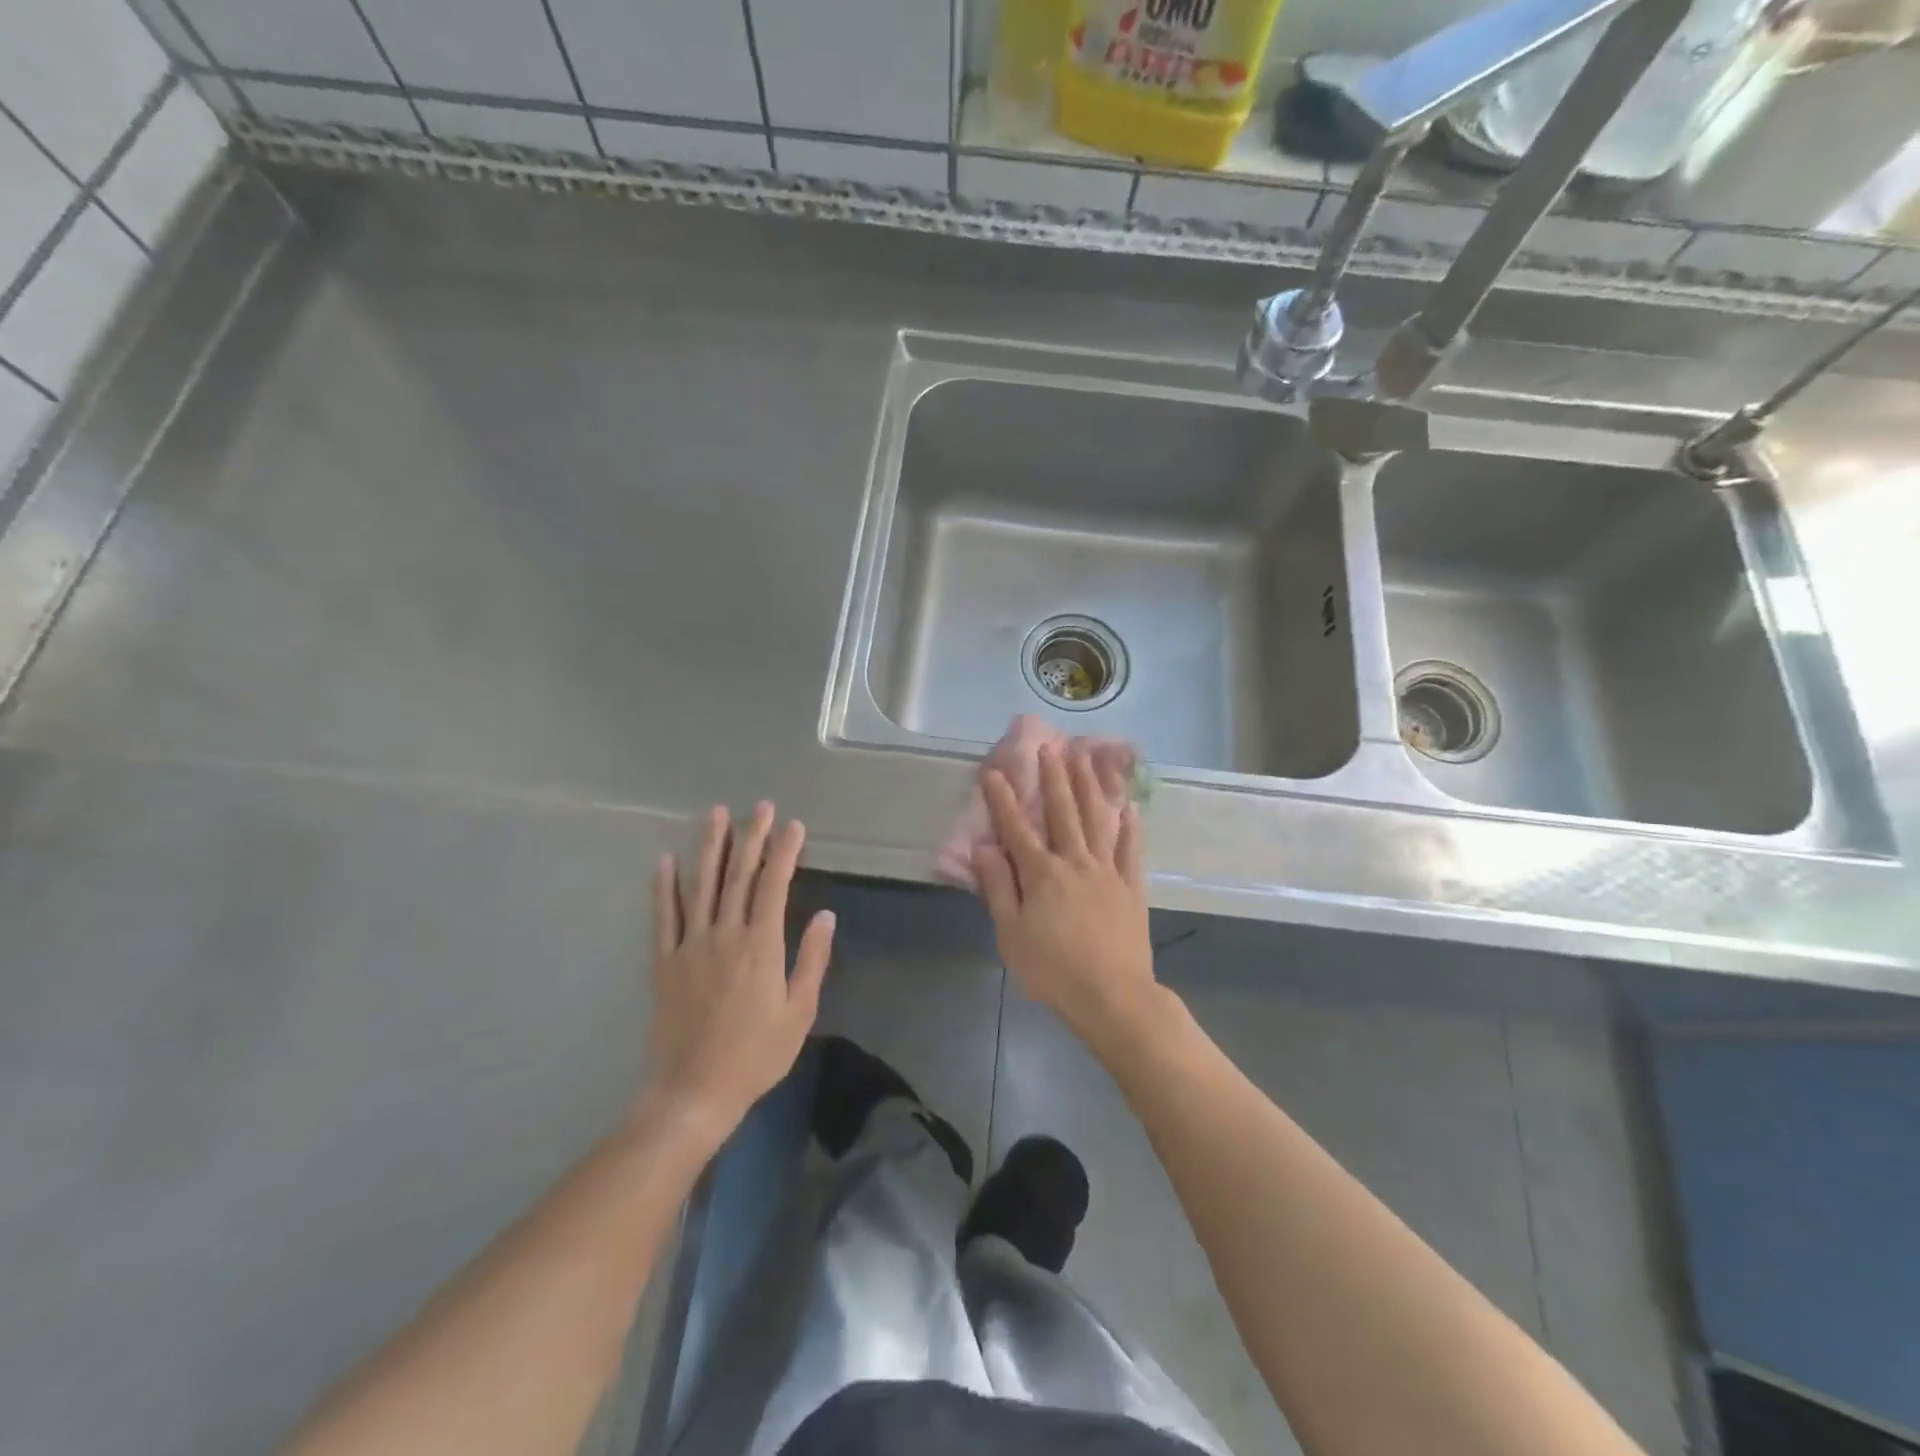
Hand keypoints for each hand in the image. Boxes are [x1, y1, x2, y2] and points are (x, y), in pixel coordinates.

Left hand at [643, 802, 835, 1138]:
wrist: (694, 1091)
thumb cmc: (756, 1055)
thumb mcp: (799, 1011)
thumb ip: (812, 959)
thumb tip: (826, 915)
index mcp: (761, 945)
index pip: (774, 885)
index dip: (785, 851)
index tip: (793, 825)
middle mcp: (725, 935)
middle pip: (738, 875)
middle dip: (751, 837)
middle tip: (759, 807)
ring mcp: (690, 945)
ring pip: (700, 885)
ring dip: (709, 847)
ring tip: (715, 814)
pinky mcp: (664, 961)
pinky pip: (663, 916)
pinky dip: (663, 886)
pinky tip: (665, 861)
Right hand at [972, 742, 1159, 1052]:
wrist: (1113, 996)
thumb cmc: (1053, 970)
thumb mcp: (1012, 934)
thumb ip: (998, 887)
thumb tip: (983, 847)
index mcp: (1043, 874)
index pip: (1017, 829)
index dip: (1003, 800)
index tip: (994, 771)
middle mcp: (1075, 862)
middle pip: (1063, 812)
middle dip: (1054, 778)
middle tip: (1050, 746)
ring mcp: (1108, 872)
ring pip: (1098, 820)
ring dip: (1091, 787)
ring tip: (1087, 758)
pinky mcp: (1132, 887)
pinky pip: (1130, 849)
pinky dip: (1130, 826)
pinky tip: (1129, 807)